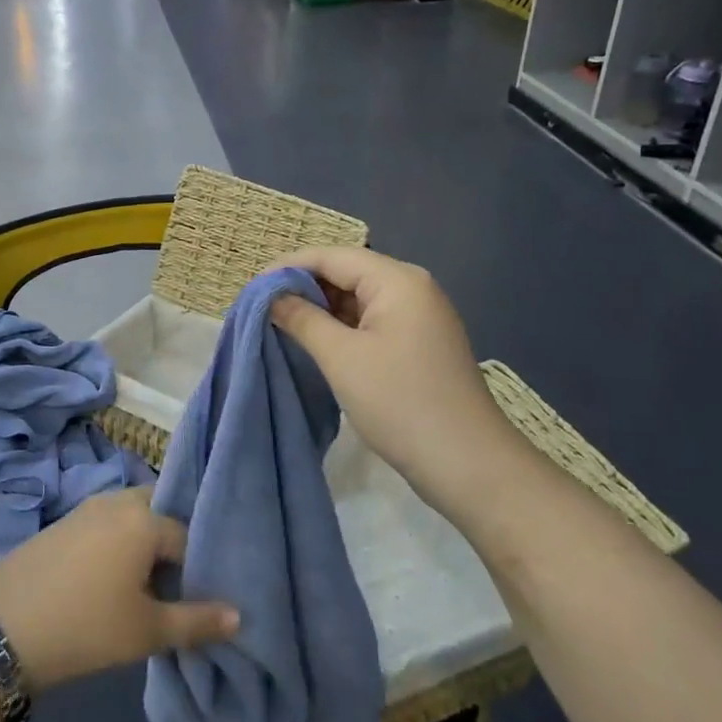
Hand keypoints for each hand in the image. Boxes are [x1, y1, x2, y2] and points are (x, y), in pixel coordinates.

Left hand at [0, 486, 238, 690]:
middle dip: (170, 542)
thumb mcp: (147, 630)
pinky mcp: (63, 522)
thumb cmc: (87, 626)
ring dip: (142, 541)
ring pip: (130, 516)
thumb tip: (238, 615)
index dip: (197, 566)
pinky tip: (109, 578)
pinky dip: (117, 541)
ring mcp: (86, 508)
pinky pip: (105, 522)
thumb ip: (196, 620)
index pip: (187, 535)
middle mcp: (117, 501)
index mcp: (144, 519)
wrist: (3, 627)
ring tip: (145, 584)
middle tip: (174, 584)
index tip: (198, 597)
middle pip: (158, 512)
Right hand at [269, 246, 517, 498]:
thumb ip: (301, 319)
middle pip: (346, 273)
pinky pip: (371, 321)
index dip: (288, 267)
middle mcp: (412, 288)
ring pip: (357, 299)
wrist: (469, 465)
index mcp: (397, 280)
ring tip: (281, 325)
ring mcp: (419, 317)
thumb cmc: (401, 402)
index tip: (252, 289)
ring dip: (320, 309)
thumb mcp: (341, 357)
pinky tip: (316, 343)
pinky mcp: (418, 344)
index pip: (332, 256)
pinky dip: (341, 328)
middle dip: (303, 287)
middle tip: (263, 309)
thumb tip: (270, 296)